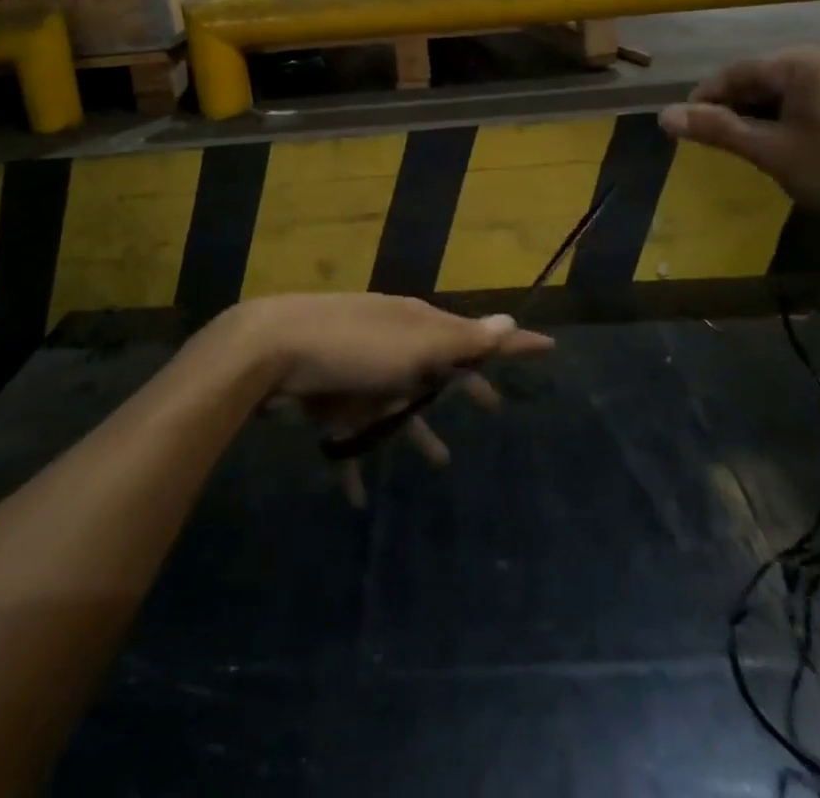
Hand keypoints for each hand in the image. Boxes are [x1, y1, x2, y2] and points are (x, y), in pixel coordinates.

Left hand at [219, 293, 553, 505]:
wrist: (271, 349)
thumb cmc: (354, 347)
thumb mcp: (415, 343)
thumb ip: (461, 340)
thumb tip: (510, 319)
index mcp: (417, 326)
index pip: (475, 335)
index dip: (511, 344)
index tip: (548, 347)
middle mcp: (391, 344)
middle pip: (438, 369)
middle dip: (464, 386)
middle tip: (493, 407)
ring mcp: (358, 372)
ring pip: (397, 406)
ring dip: (417, 432)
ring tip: (441, 462)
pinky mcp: (328, 399)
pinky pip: (349, 436)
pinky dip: (356, 463)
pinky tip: (358, 499)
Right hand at [658, 47, 819, 234]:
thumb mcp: (770, 152)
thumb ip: (716, 129)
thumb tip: (663, 115)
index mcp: (798, 64)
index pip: (733, 72)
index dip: (703, 100)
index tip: (681, 130)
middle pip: (757, 80)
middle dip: (731, 110)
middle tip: (712, 145)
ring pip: (780, 95)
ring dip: (756, 119)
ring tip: (744, 151)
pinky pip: (803, 104)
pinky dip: (782, 123)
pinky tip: (781, 150)